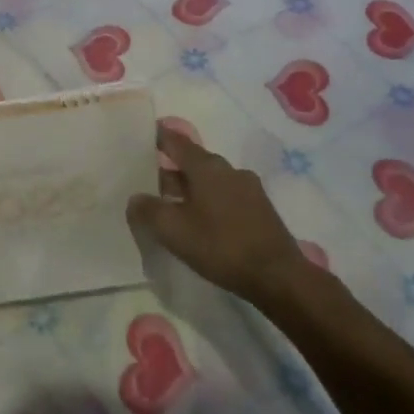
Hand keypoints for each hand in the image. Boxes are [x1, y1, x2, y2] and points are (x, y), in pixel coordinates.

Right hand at [127, 124, 310, 305]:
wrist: (278, 276)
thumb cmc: (221, 246)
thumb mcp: (174, 231)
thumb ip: (148, 211)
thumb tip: (135, 198)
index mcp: (207, 167)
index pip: (176, 141)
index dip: (157, 136)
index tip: (141, 136)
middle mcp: (229, 170)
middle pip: (193, 161)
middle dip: (170, 169)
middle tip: (147, 181)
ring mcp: (248, 188)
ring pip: (210, 181)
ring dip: (189, 188)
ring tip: (171, 206)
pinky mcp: (259, 209)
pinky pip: (225, 196)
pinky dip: (208, 202)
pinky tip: (200, 222)